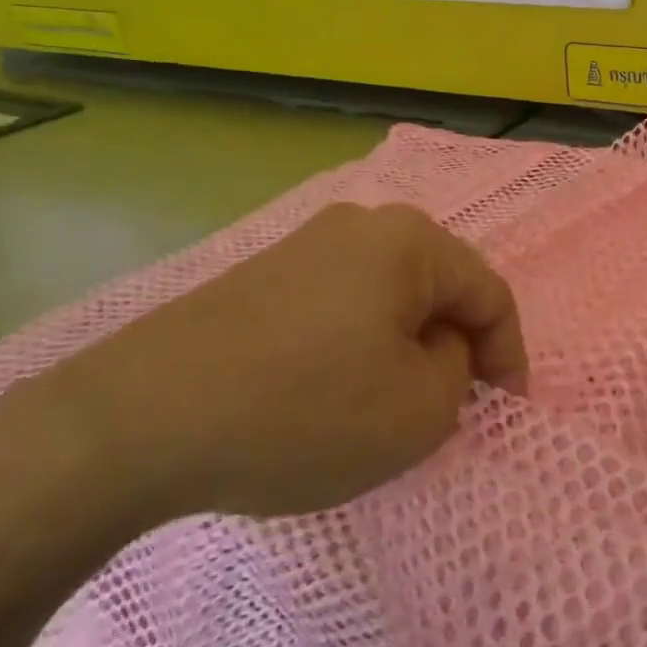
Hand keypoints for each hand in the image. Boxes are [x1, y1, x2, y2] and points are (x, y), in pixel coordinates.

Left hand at [8, 204, 527, 522]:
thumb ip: (457, 372)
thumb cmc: (304, 411)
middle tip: (450, 408)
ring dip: (404, 349)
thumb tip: (435, 349)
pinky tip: (332, 395)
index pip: (488, 293)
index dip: (509, 354)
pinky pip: (338, 308)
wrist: (137, 421)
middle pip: (437, 289)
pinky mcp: (260, 278)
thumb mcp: (418, 411)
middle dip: (454, 349)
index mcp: (408, 241)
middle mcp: (360, 225)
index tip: (505, 409)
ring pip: (386, 299)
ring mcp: (303, 247)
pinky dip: (356, 348)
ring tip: (391, 407)